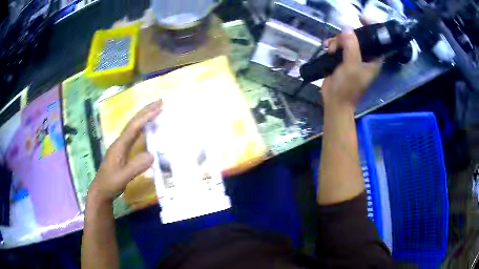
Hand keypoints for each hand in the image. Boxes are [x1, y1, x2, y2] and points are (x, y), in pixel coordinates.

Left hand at [88, 100, 162, 203]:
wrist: (100, 191)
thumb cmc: (110, 184)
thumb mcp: (122, 178)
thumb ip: (135, 167)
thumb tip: (152, 154)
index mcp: (119, 145)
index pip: (133, 127)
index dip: (146, 117)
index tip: (158, 108)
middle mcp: (119, 142)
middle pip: (133, 123)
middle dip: (146, 111)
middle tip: (160, 101)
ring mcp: (120, 146)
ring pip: (133, 127)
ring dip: (144, 117)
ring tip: (156, 110)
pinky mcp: (122, 151)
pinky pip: (134, 135)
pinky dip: (142, 128)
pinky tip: (147, 128)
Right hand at [321, 31, 382, 107]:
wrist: (334, 101)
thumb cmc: (348, 87)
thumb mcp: (352, 66)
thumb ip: (351, 46)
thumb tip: (347, 29)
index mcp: (373, 61)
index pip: (376, 41)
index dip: (371, 29)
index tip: (362, 19)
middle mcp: (364, 58)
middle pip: (358, 38)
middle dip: (347, 36)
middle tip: (338, 41)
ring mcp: (353, 58)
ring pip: (346, 41)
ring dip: (337, 41)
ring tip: (330, 49)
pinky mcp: (342, 60)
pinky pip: (338, 47)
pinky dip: (332, 45)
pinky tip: (326, 48)